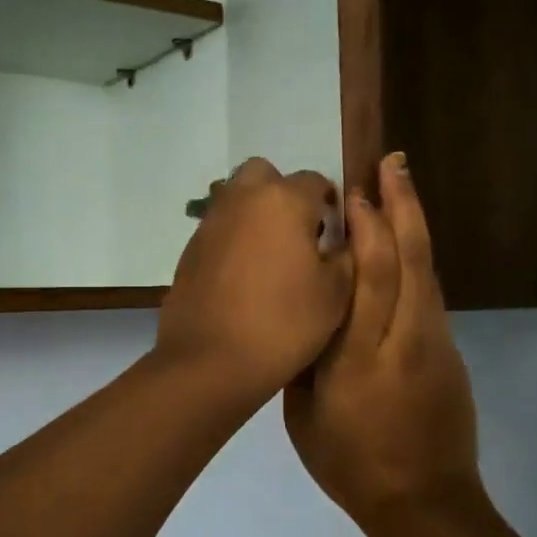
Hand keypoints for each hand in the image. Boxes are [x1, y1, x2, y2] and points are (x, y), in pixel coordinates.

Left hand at [155, 158, 353, 405]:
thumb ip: (347, 253)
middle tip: (299, 234)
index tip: (335, 234)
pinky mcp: (190, 247)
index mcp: (284, 200)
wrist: (210, 360)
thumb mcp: (336, 293)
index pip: (316, 181)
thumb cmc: (284, 325)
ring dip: (257, 214)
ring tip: (272, 257)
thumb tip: (340, 237)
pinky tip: (244, 276)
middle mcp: (243, 198)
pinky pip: (220, 227)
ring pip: (238, 198)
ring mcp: (211, 221)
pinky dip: (234, 238)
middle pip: (266, 176)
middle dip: (284, 195)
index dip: (330, 205)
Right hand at [284, 153, 479, 536]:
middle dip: (402, 206)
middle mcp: (405, 340)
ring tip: (400, 185)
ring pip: (428, 271)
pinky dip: (417, 259)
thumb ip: (304, 358)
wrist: (425, 504)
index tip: (354, 191)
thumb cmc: (351, 465)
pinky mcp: (450, 352)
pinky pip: (430, 294)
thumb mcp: (303, 417)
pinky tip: (403, 245)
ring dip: (415, 224)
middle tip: (392, 162)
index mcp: (361, 358)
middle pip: (411, 260)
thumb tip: (305, 309)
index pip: (370, 279)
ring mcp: (435, 344)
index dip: (366, 229)